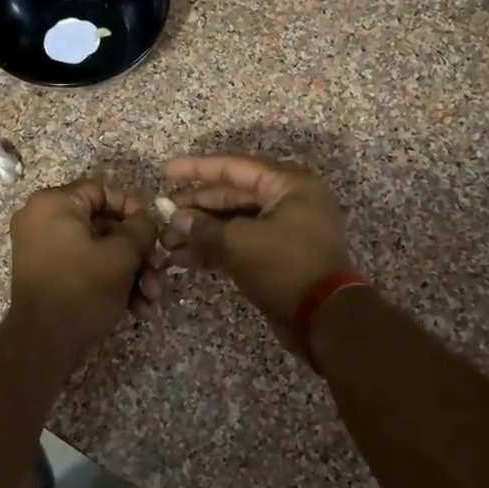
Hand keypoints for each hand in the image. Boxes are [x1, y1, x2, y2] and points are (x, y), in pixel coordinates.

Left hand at [3, 181, 159, 367]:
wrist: (43, 344)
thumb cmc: (82, 289)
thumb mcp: (121, 256)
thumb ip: (141, 229)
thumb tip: (147, 220)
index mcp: (53, 204)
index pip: (102, 191)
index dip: (134, 209)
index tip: (156, 230)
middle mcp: (43, 220)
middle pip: (105, 225)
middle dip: (138, 253)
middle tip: (161, 271)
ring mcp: (44, 249)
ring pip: (100, 250)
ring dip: (132, 273)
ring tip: (153, 299)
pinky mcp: (50, 275)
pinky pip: (86, 267)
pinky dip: (112, 283)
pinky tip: (138, 309)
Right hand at [161, 155, 356, 347]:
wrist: (325, 319)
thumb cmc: (287, 267)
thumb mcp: (241, 243)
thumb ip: (204, 228)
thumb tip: (176, 219)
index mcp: (288, 185)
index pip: (235, 167)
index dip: (198, 170)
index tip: (166, 171)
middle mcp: (289, 201)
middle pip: (232, 196)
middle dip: (195, 208)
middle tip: (162, 215)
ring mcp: (284, 230)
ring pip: (234, 223)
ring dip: (200, 233)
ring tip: (166, 244)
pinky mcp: (277, 257)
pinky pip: (240, 244)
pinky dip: (214, 250)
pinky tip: (183, 260)